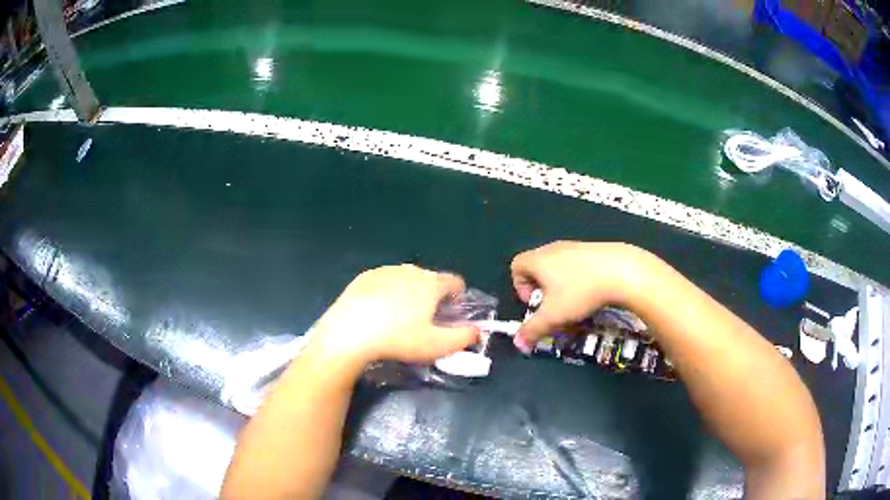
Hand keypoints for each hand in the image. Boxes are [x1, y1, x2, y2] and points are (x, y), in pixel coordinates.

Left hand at [310, 265, 479, 365]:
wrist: (350, 334)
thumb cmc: (399, 339)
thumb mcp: (437, 346)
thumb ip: (464, 337)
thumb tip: (478, 331)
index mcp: (431, 283)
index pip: (455, 282)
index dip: (457, 298)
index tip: (450, 315)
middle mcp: (410, 270)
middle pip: (430, 279)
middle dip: (432, 296)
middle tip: (423, 322)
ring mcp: (384, 271)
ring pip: (406, 279)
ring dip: (408, 293)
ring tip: (398, 318)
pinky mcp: (363, 277)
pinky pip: (383, 282)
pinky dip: (386, 293)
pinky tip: (376, 313)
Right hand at [510, 241, 650, 350]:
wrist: (621, 270)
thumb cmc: (580, 292)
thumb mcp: (554, 316)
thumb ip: (533, 330)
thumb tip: (517, 343)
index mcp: (538, 260)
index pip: (516, 266)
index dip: (519, 286)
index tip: (535, 303)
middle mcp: (553, 248)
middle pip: (536, 265)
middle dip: (540, 287)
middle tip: (553, 305)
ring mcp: (574, 246)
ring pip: (557, 264)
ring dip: (559, 283)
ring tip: (573, 300)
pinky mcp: (592, 248)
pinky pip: (575, 263)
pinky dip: (577, 276)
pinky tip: (591, 290)